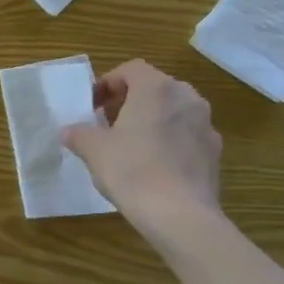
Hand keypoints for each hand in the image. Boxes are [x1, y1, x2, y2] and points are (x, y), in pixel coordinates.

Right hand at [61, 61, 222, 233]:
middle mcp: (186, 98)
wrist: (180, 215)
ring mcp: (205, 125)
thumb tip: (69, 131)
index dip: (108, 82)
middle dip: (130, 100)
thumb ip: (79, 134)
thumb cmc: (132, 170)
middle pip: (154, 87)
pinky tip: (154, 165)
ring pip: (173, 111)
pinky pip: (187, 135)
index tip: (92, 104)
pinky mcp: (215, 152)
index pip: (131, 69)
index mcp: (156, 88)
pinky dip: (169, 140)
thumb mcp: (93, 150)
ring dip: (152, 119)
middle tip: (108, 122)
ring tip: (131, 144)